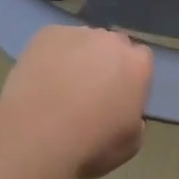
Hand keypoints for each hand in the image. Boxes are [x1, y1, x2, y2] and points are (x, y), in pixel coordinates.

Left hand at [0, 25, 153, 178]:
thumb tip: (127, 113)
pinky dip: (51, 56)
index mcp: (138, 65)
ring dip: (78, 58)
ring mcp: (78, 34)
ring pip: (83, 41)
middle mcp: (111, 41)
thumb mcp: (130, 144)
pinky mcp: (47, 34)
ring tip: (59, 86)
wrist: (37, 135)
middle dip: (105, 62)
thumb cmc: (91, 145)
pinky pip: (54, 42)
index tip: (118, 95)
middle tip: (90, 90)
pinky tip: (41, 79)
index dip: (129, 76)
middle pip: (113, 45)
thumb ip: (135, 121)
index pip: (141, 60)